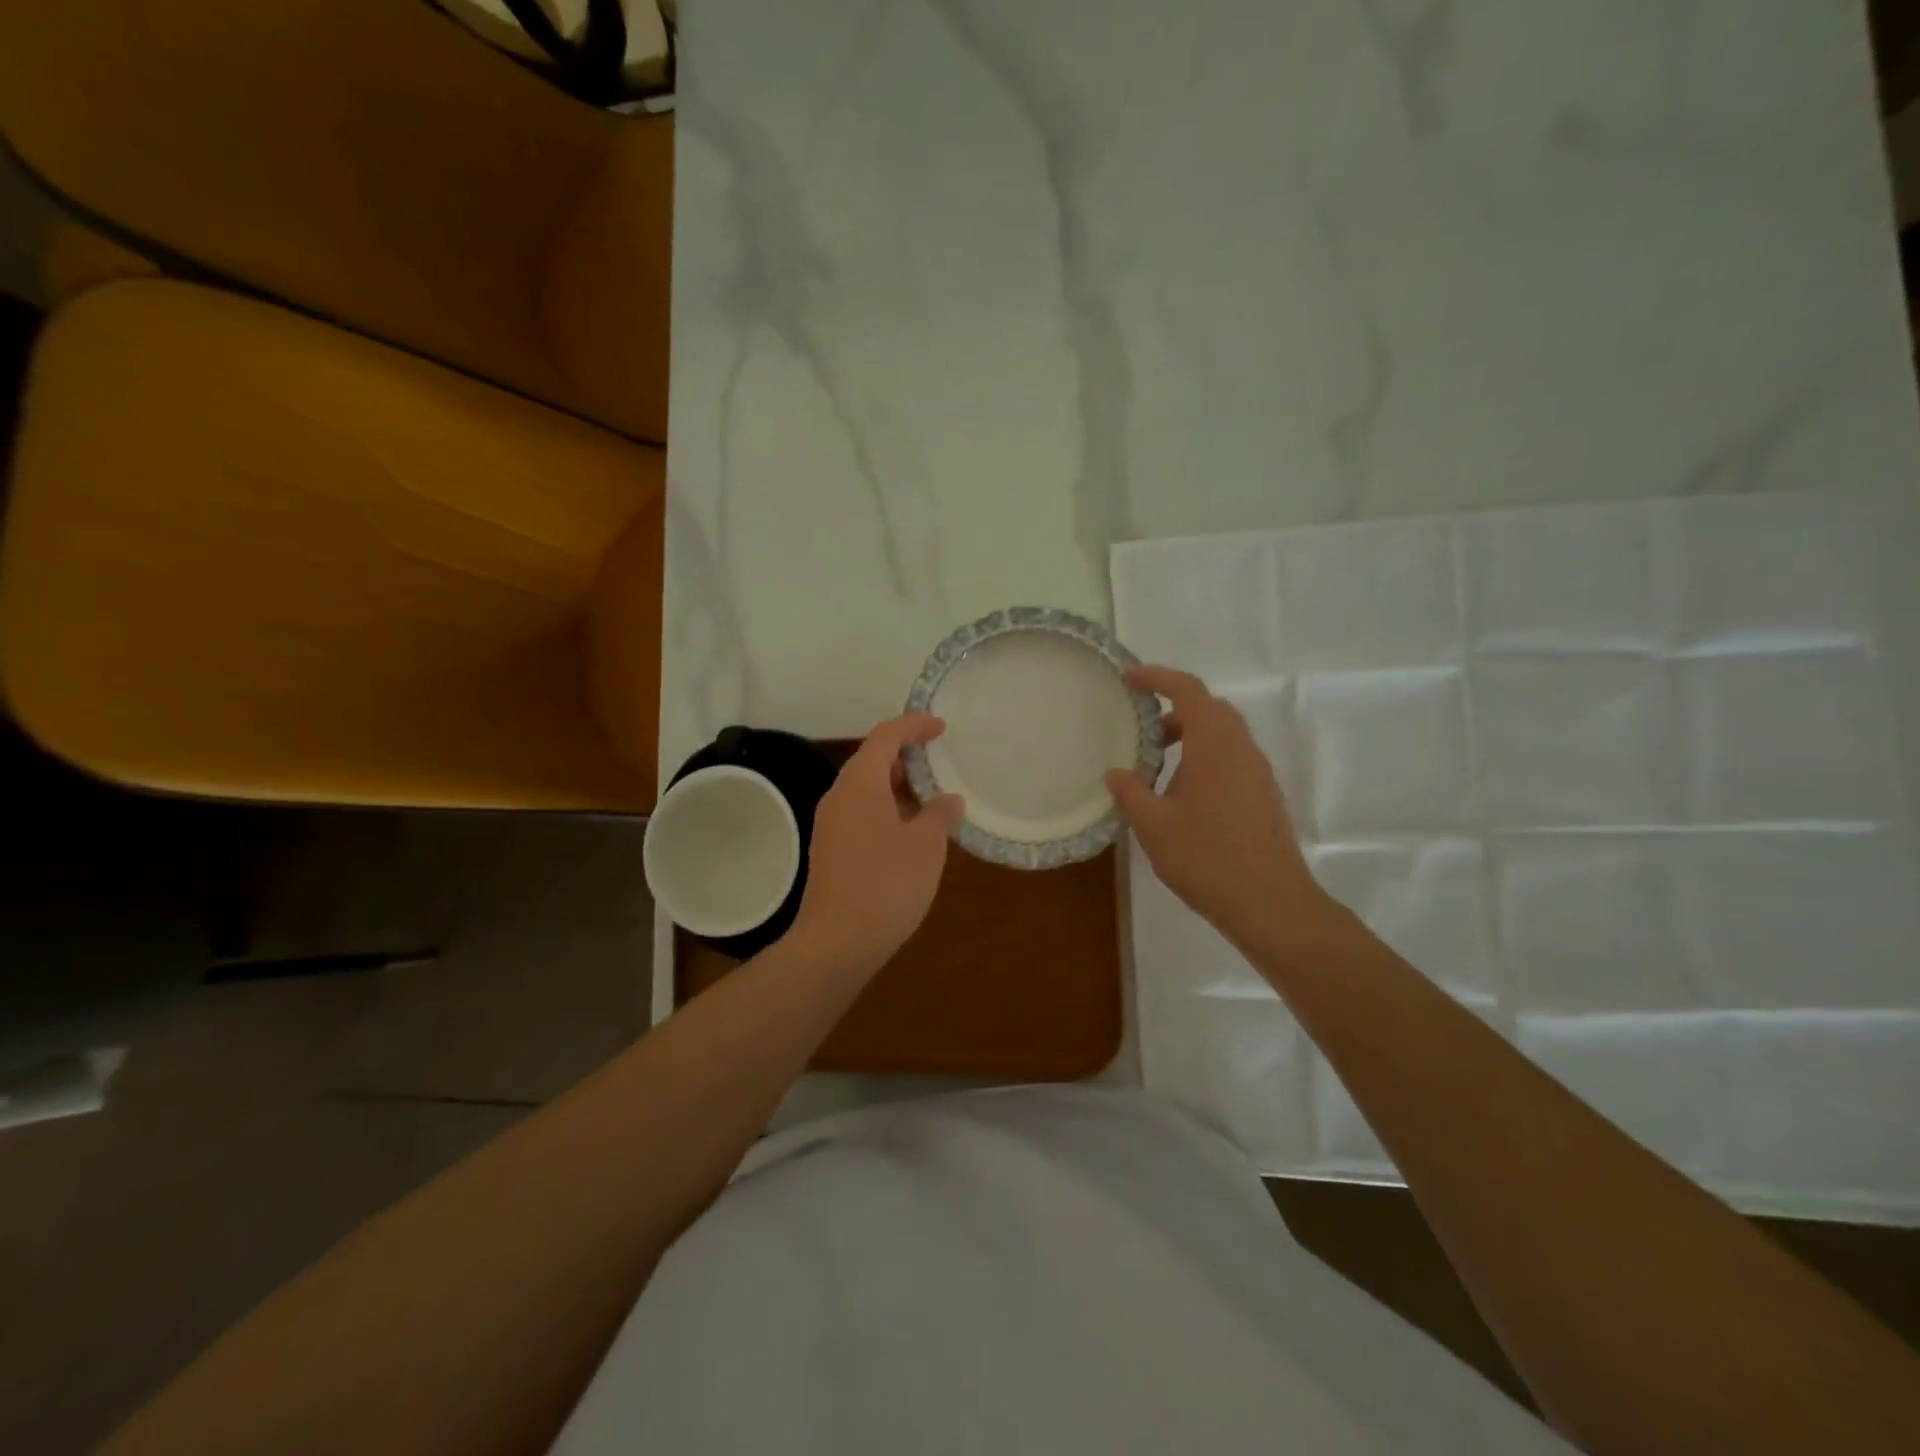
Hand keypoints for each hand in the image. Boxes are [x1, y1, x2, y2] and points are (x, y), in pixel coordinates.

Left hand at [789, 714, 963, 975]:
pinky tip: (911, 833)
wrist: (837, 942)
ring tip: (932, 799)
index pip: (886, 736)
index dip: (914, 725)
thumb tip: (947, 800)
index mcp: (860, 783)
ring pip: (866, 790)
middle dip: (907, 757)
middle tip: (940, 763)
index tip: (941, 727)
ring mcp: (831, 824)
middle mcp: (839, 796)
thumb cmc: (887, 884)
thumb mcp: (926, 846)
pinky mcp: (831, 850)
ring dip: (898, 787)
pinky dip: (887, 810)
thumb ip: (940, 814)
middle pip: (872, 760)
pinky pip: (861, 814)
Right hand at [1105, 666, 1333, 947]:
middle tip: (1142, 730)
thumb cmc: (1207, 858)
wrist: (1270, 903)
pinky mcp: (1264, 796)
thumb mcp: (1154, 826)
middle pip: (1210, 709)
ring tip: (1157, 770)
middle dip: (1174, 709)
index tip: (1129, 680)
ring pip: (1223, 735)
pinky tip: (1184, 797)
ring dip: (1190, 737)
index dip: (1158, 677)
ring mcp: (1258, 773)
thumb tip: (1116, 773)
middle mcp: (1242, 749)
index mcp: (1215, 745)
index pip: (1188, 691)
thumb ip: (1131, 793)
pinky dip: (1205, 759)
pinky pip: (1232, 759)